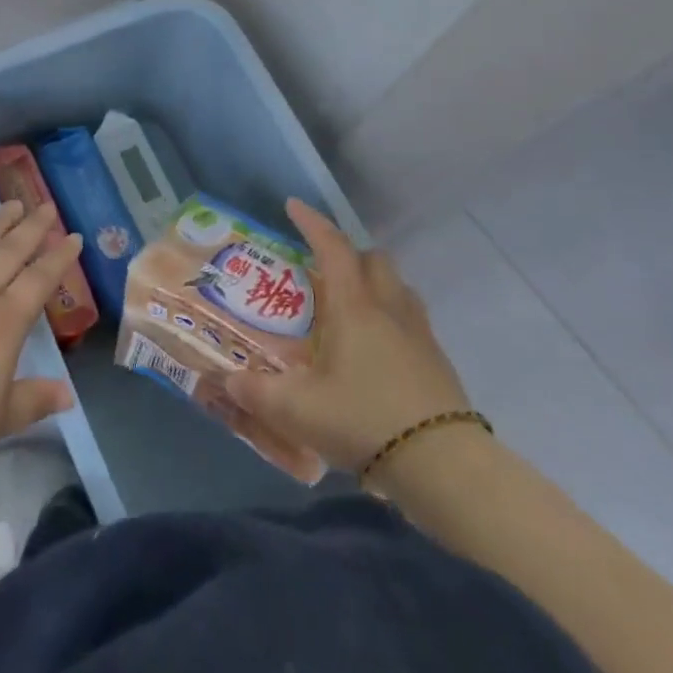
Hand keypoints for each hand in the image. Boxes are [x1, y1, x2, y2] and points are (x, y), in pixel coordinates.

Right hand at [225, 198, 469, 471]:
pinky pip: (412, 320)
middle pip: (374, 259)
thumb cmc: (364, 420)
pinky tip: (377, 350)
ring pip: (398, 287)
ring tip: (351, 306)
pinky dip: (392, 318)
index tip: (293, 206)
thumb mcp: (297, 411)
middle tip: (323, 269)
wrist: (444, 467)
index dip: (312, 223)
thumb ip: (258, 393)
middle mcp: (389, 309)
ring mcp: (420, 334)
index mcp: (354, 306)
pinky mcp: (438, 363)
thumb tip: (228, 382)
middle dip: (348, 253)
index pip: (332, 247)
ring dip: (374, 283)